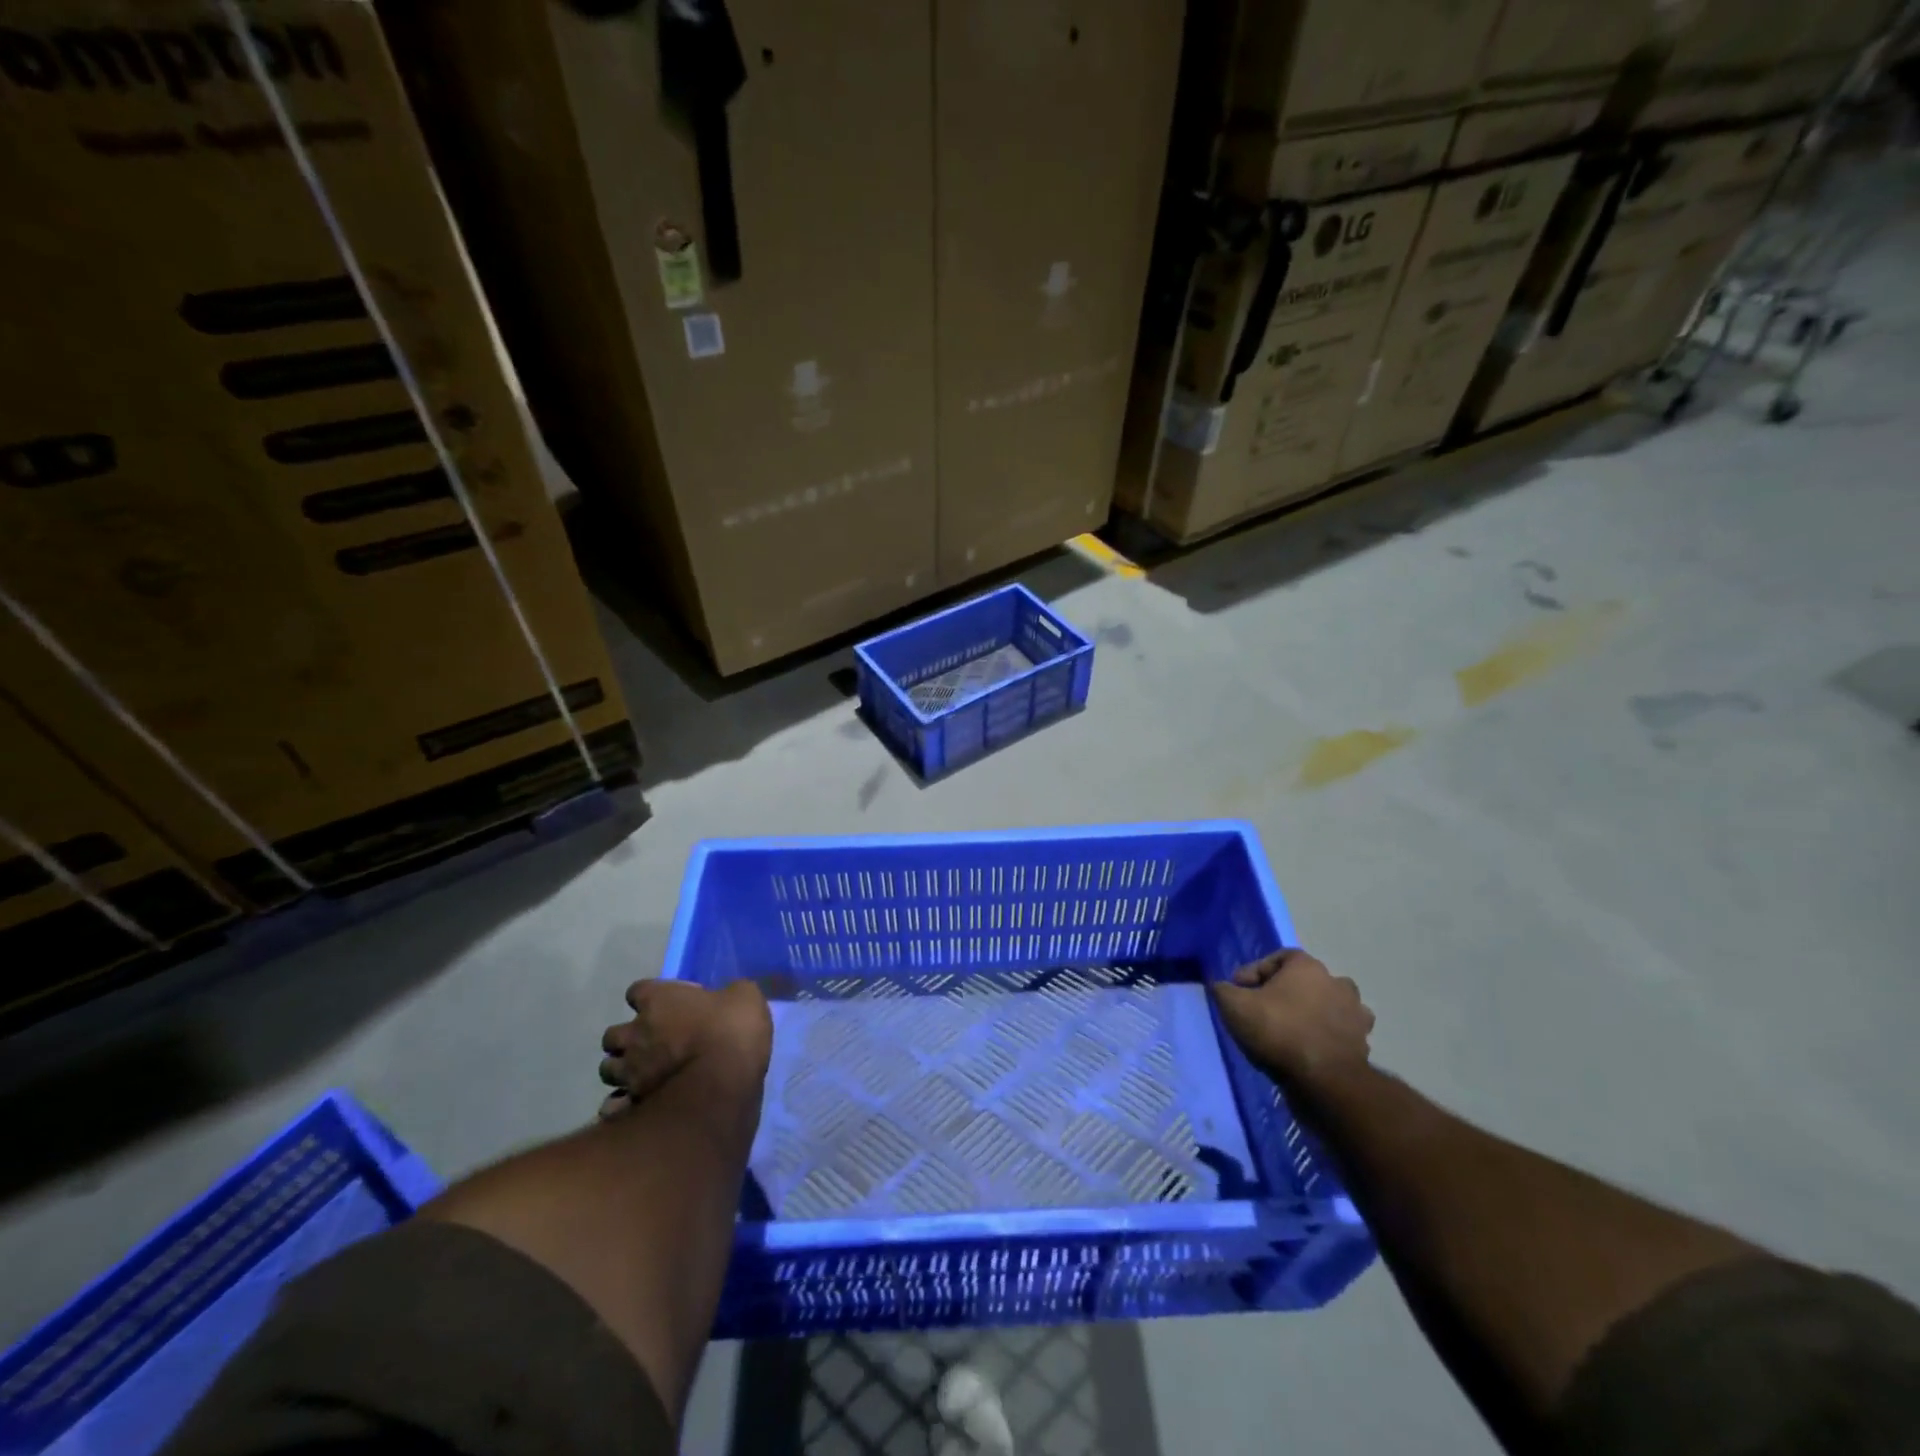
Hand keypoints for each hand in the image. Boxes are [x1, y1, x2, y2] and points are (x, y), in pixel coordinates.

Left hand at [598, 978, 771, 1119]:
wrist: (722, 1084)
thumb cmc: (731, 1030)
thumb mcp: (745, 997)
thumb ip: (729, 994)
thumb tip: (728, 996)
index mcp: (658, 1001)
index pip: (637, 990)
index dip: (649, 997)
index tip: (665, 1005)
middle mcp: (635, 1033)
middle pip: (613, 1034)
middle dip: (628, 1038)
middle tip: (651, 1044)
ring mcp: (629, 1071)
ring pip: (608, 1069)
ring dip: (622, 1070)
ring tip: (642, 1075)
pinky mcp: (630, 1104)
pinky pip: (612, 1105)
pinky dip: (620, 1105)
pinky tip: (636, 1105)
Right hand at [1212, 949, 1373, 1089]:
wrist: (1324, 1080)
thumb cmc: (1278, 1031)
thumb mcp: (1234, 1005)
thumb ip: (1223, 990)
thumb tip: (1222, 987)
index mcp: (1307, 967)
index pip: (1278, 958)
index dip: (1255, 972)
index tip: (1239, 990)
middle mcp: (1337, 983)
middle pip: (1305, 980)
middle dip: (1285, 992)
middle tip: (1265, 1009)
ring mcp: (1355, 1014)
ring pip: (1328, 1005)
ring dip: (1312, 1013)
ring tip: (1291, 1030)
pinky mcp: (1363, 1043)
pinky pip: (1340, 1033)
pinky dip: (1326, 1037)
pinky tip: (1309, 1049)